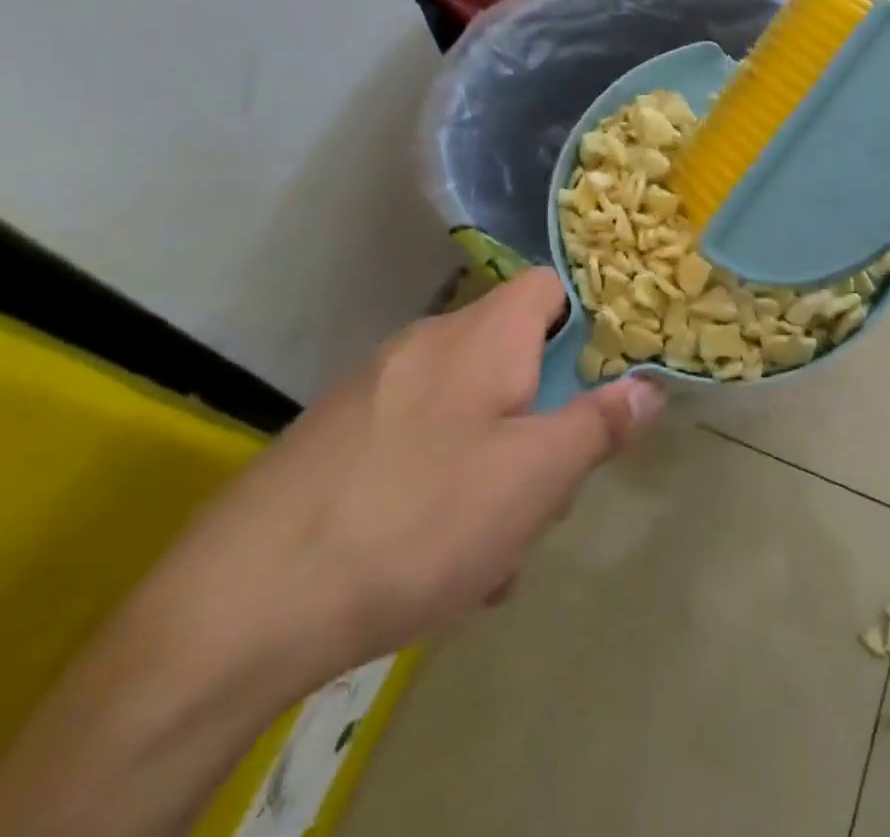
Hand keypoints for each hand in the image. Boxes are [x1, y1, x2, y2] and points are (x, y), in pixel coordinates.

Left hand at [155, 270, 664, 680]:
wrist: (240, 603)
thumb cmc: (419, 519)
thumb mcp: (534, 478)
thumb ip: (599, 424)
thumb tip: (649, 386)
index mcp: (482, 335)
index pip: (549, 286)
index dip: (587, 319)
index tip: (603, 374)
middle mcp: (427, 344)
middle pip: (512, 356)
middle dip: (542, 417)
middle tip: (548, 490)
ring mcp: (375, 388)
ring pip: (468, 409)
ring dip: (496, 464)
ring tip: (493, 550)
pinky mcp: (337, 436)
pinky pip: (419, 443)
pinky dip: (443, 483)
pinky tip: (433, 559)